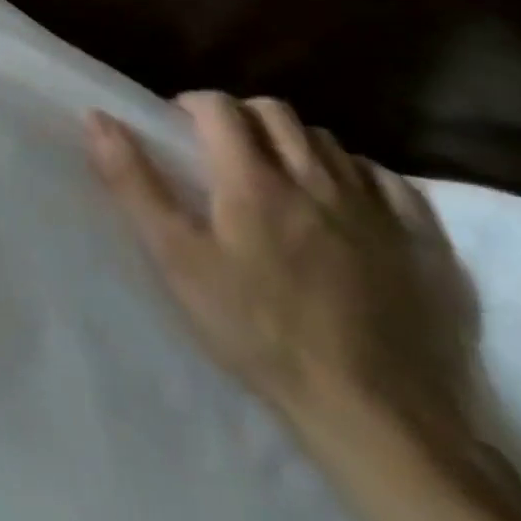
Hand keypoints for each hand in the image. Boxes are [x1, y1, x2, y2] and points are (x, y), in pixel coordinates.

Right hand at [86, 93, 476, 433]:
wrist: (377, 415)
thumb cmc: (257, 330)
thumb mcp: (176, 258)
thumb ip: (133, 182)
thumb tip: (97, 118)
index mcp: (253, 178)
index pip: (219, 107)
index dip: (193, 105)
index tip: (178, 128)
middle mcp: (315, 177)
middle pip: (275, 113)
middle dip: (242, 117)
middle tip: (223, 149)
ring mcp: (376, 208)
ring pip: (328, 142)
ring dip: (295, 143)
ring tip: (278, 177)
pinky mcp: (423, 243)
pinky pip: (387, 180)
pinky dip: (356, 175)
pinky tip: (343, 202)